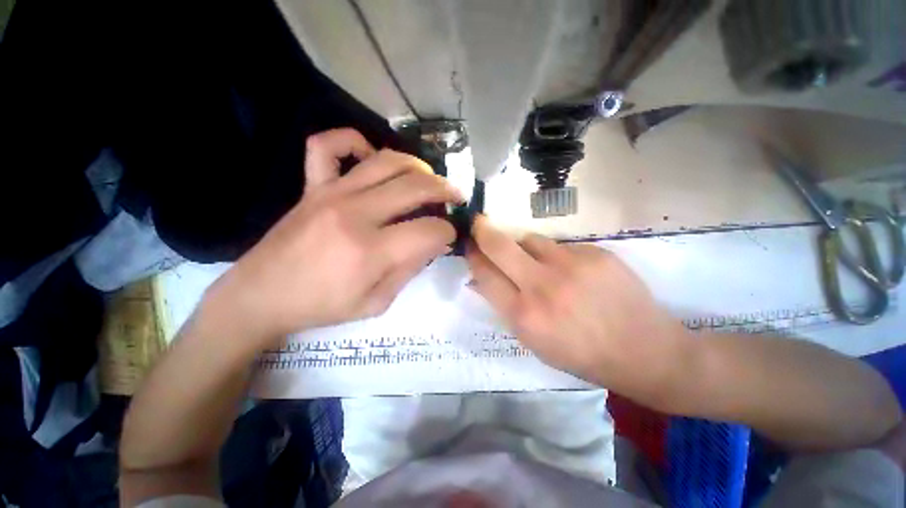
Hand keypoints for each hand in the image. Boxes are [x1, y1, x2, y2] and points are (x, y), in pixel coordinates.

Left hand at [208, 128, 462, 343]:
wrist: (261, 296)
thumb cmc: (322, 306)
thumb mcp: (377, 302)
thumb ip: (410, 270)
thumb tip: (435, 243)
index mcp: (371, 251)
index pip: (429, 229)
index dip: (447, 231)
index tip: (449, 235)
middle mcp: (355, 213)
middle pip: (416, 186)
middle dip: (446, 190)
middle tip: (455, 197)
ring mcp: (330, 193)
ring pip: (386, 160)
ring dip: (418, 166)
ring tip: (429, 178)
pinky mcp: (312, 186)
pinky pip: (328, 145)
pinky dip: (353, 141)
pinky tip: (369, 156)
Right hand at [466, 216, 685, 388]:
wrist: (644, 351)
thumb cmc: (581, 354)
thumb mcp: (533, 342)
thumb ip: (504, 307)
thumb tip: (480, 280)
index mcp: (524, 316)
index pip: (484, 274)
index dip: (473, 256)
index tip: (469, 246)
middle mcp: (542, 286)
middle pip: (499, 245)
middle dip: (483, 231)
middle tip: (478, 224)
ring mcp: (570, 265)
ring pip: (530, 238)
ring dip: (523, 246)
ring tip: (535, 260)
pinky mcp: (594, 253)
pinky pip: (560, 246)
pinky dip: (556, 255)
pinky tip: (571, 272)